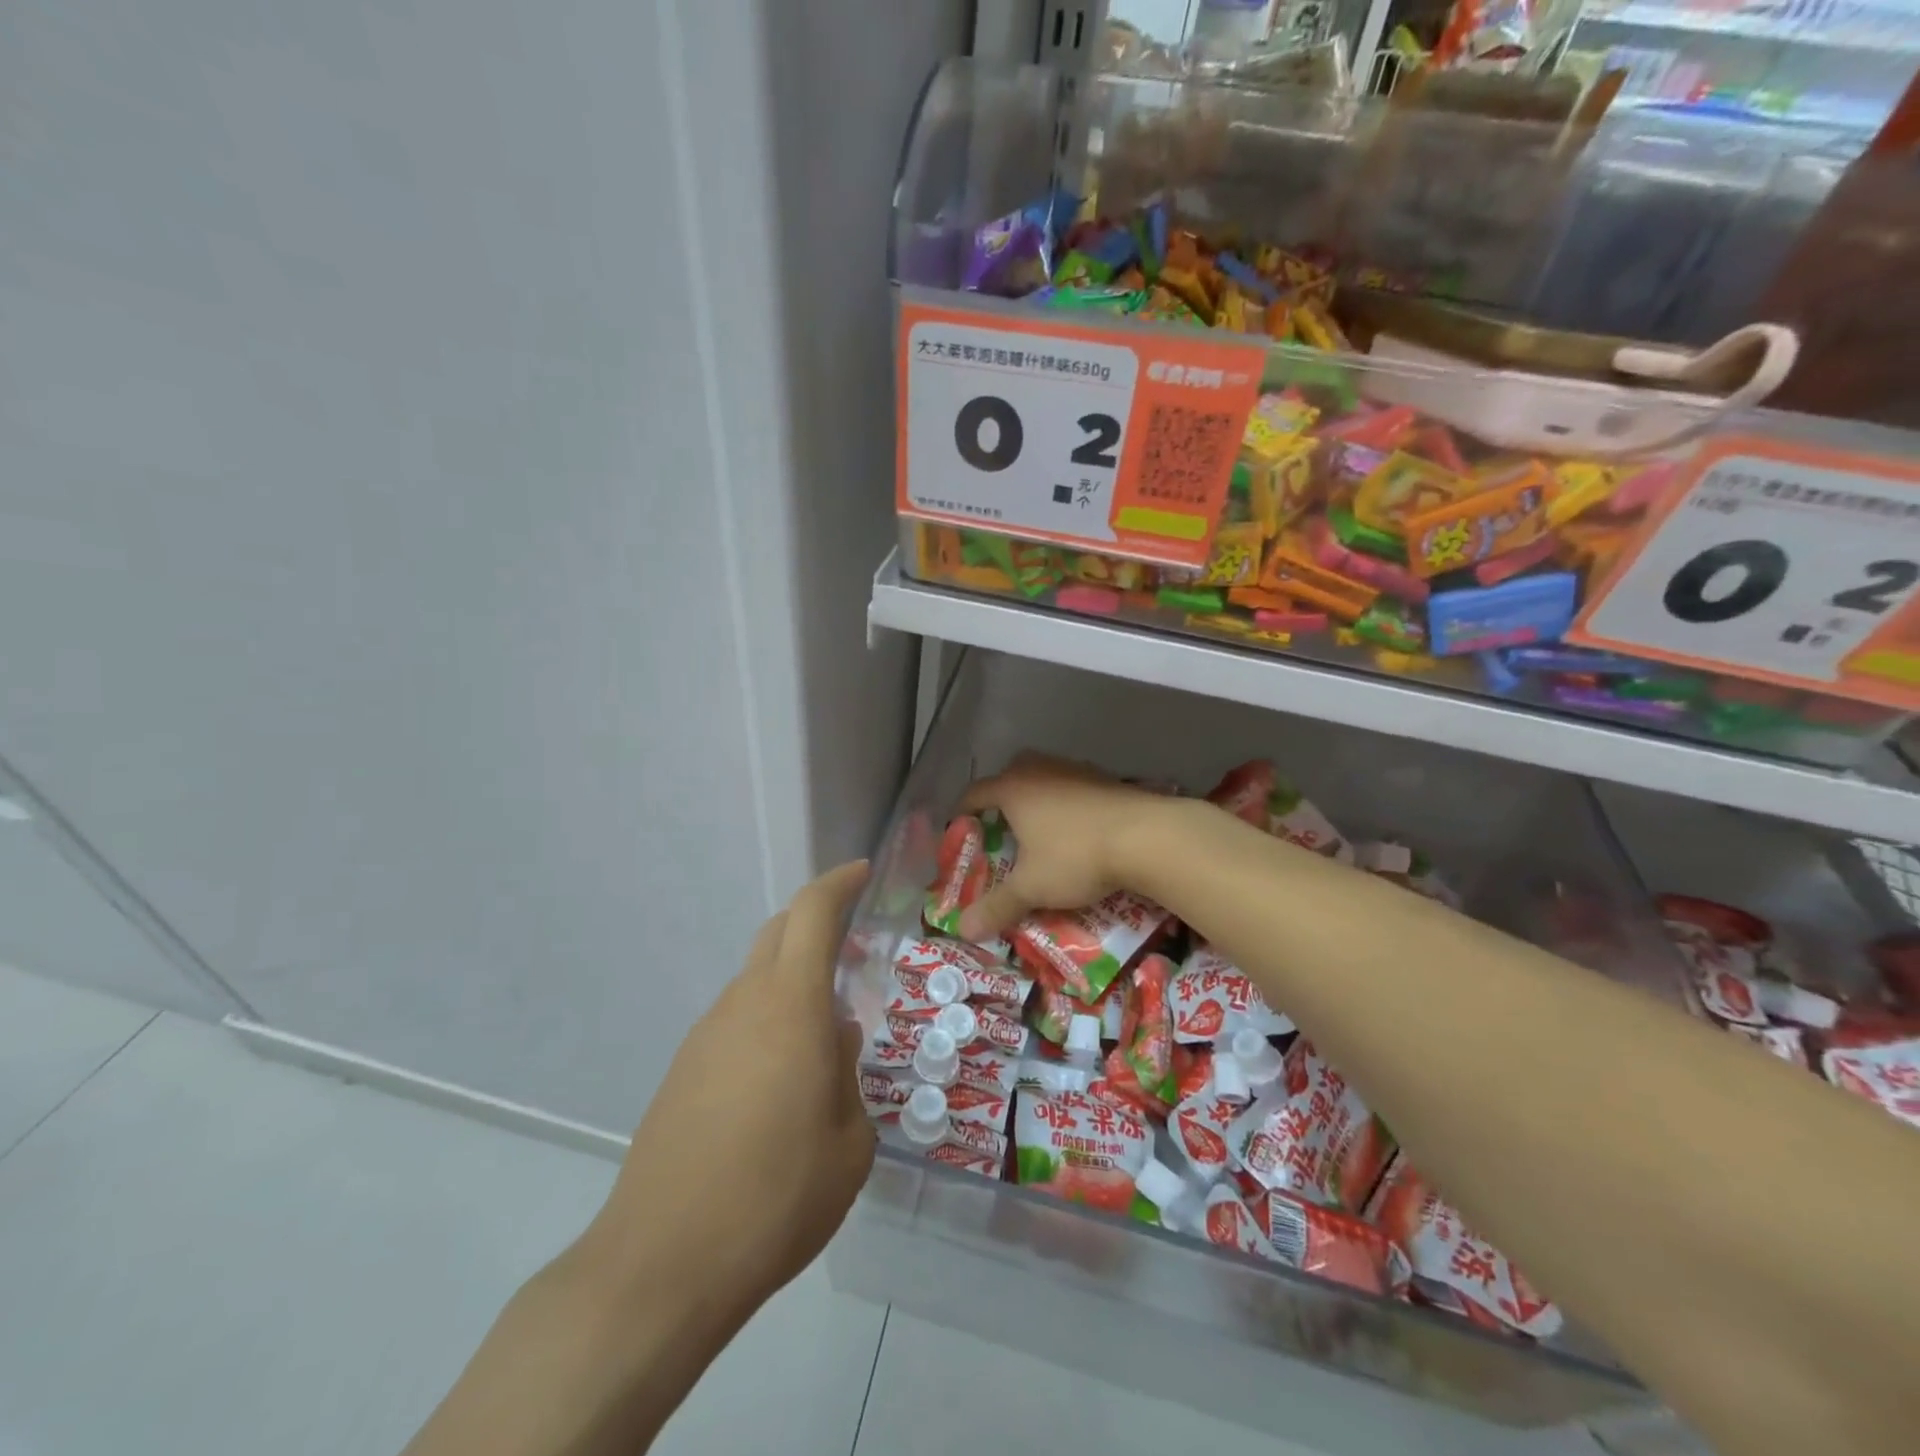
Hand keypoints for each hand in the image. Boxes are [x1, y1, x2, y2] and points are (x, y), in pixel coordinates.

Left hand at [584, 860, 875, 1318]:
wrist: (662, 1263)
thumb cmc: (775, 1197)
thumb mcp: (848, 1143)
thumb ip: (847, 1074)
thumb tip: (834, 1039)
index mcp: (791, 1005)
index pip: (812, 914)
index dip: (838, 883)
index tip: (862, 873)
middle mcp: (744, 1003)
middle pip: (778, 933)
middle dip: (816, 923)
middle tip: (855, 949)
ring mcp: (706, 1034)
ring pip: (756, 978)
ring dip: (792, 980)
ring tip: (824, 1031)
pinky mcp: (682, 1070)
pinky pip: (735, 1020)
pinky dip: (767, 1020)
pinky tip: (781, 1078)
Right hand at [955, 753, 1166, 942]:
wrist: (1146, 836)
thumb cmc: (1075, 856)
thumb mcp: (1032, 887)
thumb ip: (997, 906)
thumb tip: (964, 930)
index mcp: (1012, 788)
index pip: (974, 793)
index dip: (962, 813)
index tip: (960, 833)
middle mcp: (1039, 770)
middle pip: (1009, 777)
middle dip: (1001, 802)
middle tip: (1001, 832)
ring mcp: (1074, 770)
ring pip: (1044, 779)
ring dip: (1037, 801)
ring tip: (1039, 833)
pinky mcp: (1104, 778)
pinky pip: (1072, 788)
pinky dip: (1067, 805)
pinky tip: (1076, 830)